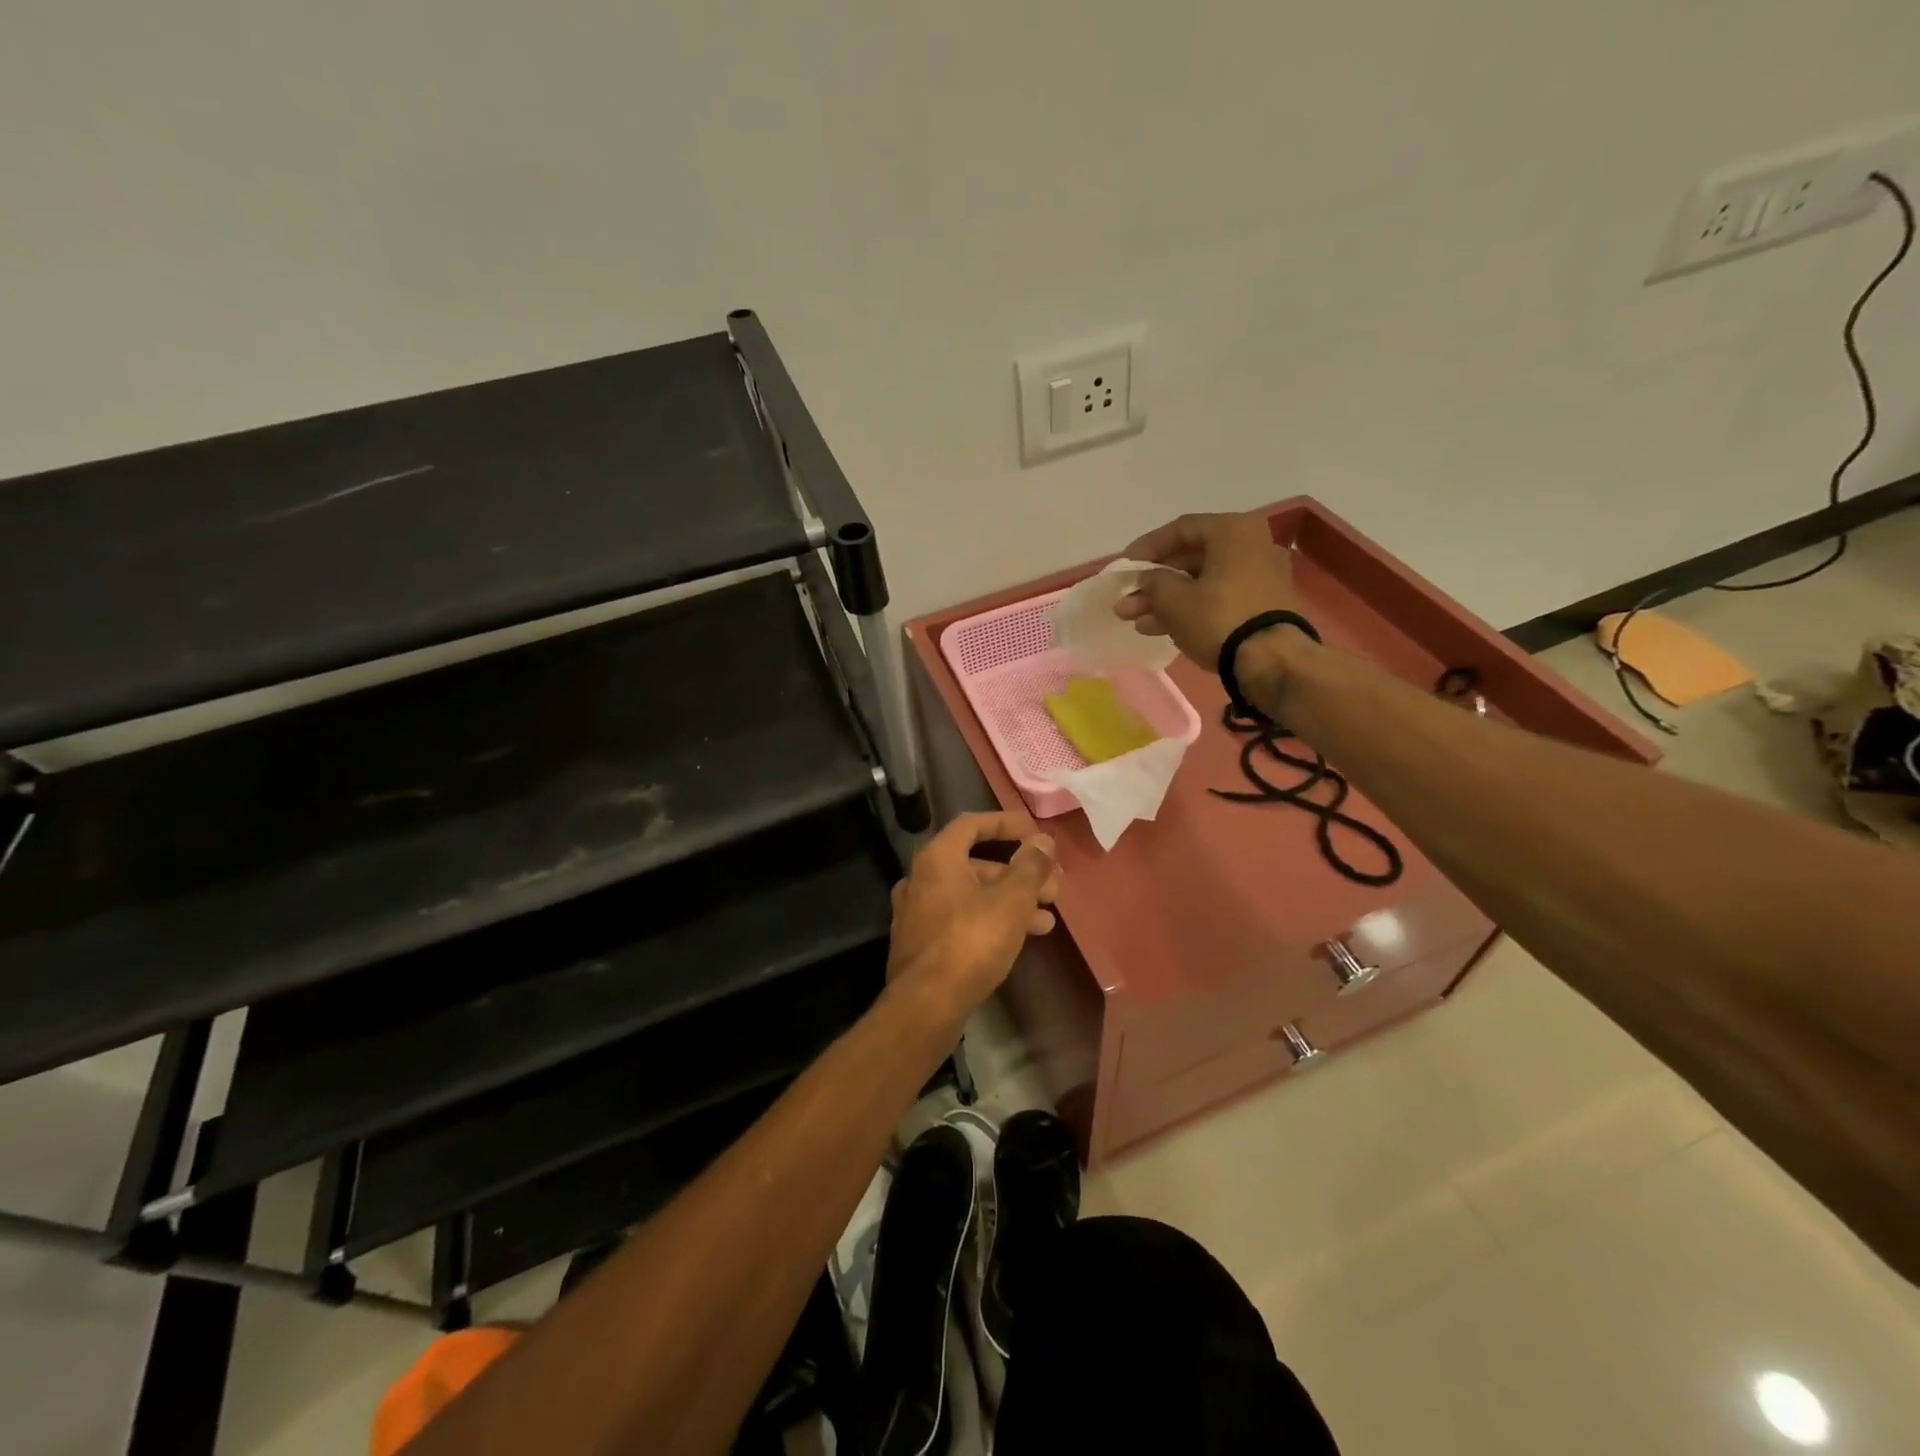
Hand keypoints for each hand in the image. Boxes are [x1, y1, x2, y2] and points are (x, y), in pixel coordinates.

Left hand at [888, 812, 1060, 1015]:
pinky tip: (1024, 937)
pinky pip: (963, 919)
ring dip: (1011, 900)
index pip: (972, 824)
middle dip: (1018, 872)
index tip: (1035, 833)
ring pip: (972, 895)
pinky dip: (993, 919)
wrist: (926, 1005)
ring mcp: (918, 913)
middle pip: (976, 863)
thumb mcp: (1011, 900)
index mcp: (937, 858)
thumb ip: (1030, 866)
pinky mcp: (923, 943)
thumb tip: (1042, 841)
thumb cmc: (971, 941)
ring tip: (1048, 917)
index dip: (1006, 823)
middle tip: (1053, 885)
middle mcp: (921, 878)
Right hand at [1113, 511, 1302, 667]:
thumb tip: (1146, 580)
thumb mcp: (1174, 600)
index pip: (1181, 529)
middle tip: (1127, 601)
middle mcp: (1252, 545)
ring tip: (1135, 620)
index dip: (1147, 547)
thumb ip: (1153, 583)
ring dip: (1167, 600)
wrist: (1272, 660)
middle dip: (1154, 582)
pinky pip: (1219, 598)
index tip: (1124, 566)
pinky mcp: (1263, 605)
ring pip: (1203, 582)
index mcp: (1233, 531)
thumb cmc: (1219, 617)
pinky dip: (1191, 609)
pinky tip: (1160, 628)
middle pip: (1191, 559)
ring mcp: (1261, 576)